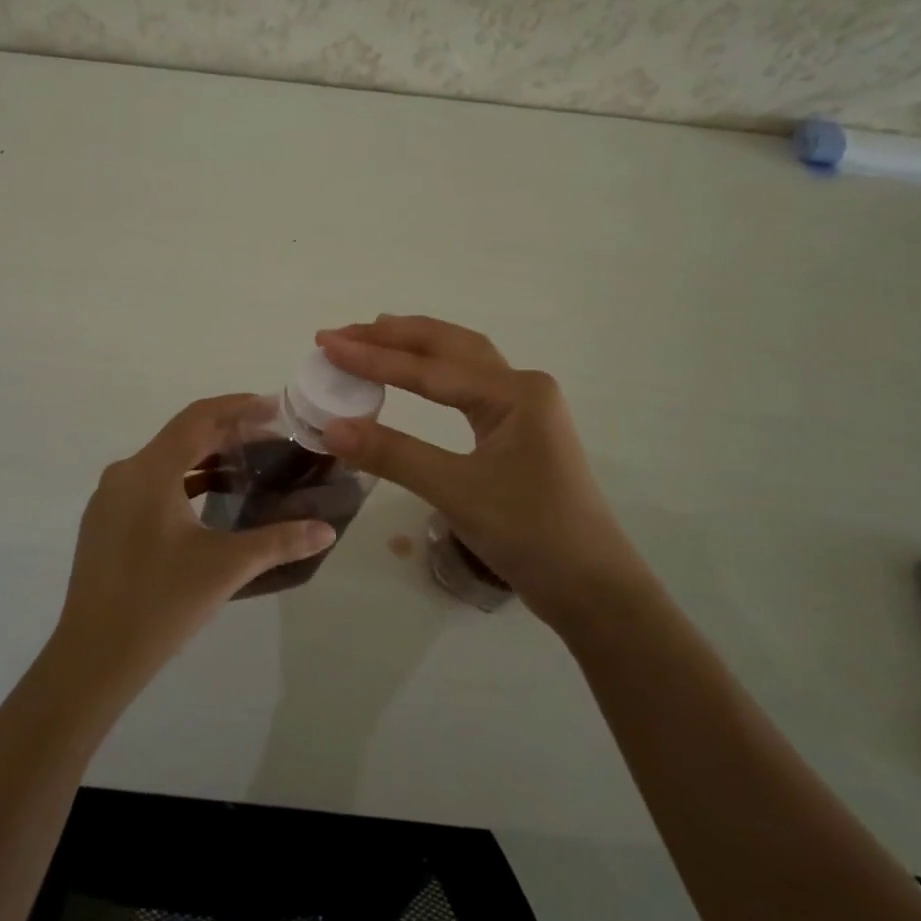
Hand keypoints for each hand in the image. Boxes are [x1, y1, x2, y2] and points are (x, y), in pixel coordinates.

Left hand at [51, 394, 335, 695]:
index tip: (273, 406)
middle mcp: (125, 473)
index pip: (198, 417)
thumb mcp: (226, 567)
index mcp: (150, 471)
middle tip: (271, 438)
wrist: (92, 659)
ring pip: (165, 461)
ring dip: (204, 458)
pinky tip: (210, 500)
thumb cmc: (160, 603)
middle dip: (227, 433)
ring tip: (247, 466)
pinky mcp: (105, 522)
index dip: (237, 406)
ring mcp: (110, 499)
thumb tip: (326, 530)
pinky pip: (150, 484)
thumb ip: (279, 542)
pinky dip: (183, 481)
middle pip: (182, 436)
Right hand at [315, 317, 636, 630]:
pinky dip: (435, 371)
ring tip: (372, 335)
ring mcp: (525, 407)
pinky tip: (415, 374)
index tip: (327, 343)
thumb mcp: (457, 491)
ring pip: (462, 361)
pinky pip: (469, 385)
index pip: (430, 368)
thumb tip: (331, 428)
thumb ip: (393, 454)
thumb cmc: (531, 534)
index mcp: (515, 392)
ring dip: (416, 346)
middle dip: (394, 336)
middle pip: (449, 346)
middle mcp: (523, 386)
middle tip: (342, 333)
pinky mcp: (521, 430)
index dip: (373, 357)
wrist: (592, 588)